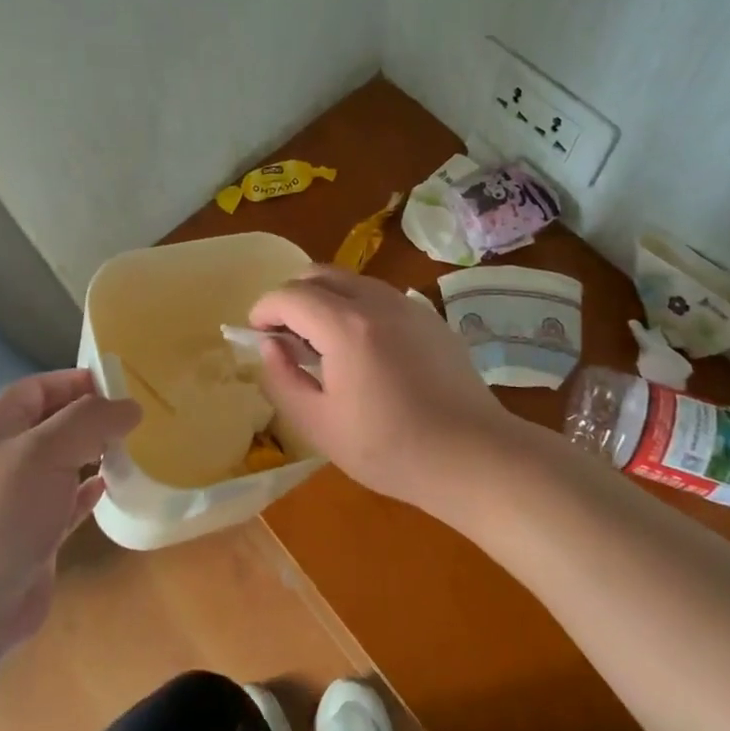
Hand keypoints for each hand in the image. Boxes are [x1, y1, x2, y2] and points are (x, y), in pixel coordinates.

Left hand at [0, 370, 139, 681]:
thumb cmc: (2, 514)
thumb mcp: (44, 452)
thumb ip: (90, 421)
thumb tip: (131, 406)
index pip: (39, 388)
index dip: (76, 381)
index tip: (122, 385)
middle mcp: (5, 458)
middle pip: (54, 424)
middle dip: (93, 417)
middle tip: (138, 419)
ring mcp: (19, 499)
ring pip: (64, 462)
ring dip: (96, 453)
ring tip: (136, 448)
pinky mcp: (35, 534)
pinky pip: (68, 501)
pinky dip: (90, 491)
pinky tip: (113, 487)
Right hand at [248, 268, 517, 513]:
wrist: (473, 455)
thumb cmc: (389, 448)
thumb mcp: (319, 424)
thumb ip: (282, 379)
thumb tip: (269, 346)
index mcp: (345, 325)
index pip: (289, 295)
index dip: (264, 310)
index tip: (256, 334)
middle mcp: (377, 301)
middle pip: (320, 274)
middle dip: (292, 297)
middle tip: (285, 335)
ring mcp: (409, 306)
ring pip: (352, 281)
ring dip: (325, 299)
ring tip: (322, 344)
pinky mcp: (431, 319)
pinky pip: (381, 297)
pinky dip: (357, 308)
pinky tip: (364, 351)